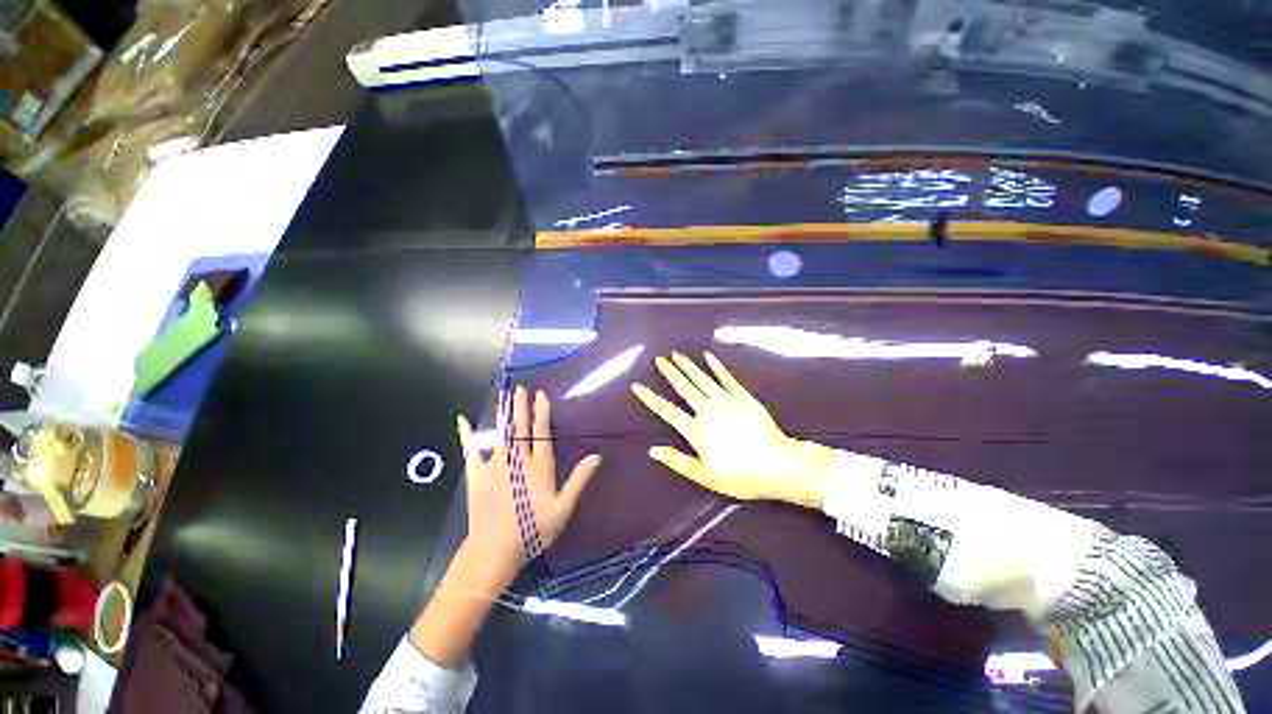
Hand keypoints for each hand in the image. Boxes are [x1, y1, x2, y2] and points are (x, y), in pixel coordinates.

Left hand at [457, 386, 601, 592]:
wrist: (495, 549)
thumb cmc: (533, 529)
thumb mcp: (563, 507)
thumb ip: (579, 479)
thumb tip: (596, 456)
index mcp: (538, 465)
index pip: (541, 432)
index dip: (541, 412)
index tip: (540, 395)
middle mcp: (516, 459)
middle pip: (519, 427)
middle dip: (520, 407)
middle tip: (519, 389)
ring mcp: (494, 465)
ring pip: (499, 433)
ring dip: (502, 414)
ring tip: (502, 397)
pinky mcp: (476, 475)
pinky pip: (471, 451)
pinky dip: (467, 435)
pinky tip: (463, 421)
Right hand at [631, 352, 831, 508]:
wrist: (777, 465)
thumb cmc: (739, 475)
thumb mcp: (705, 476)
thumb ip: (678, 461)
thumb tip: (653, 450)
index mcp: (696, 431)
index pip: (667, 411)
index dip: (651, 398)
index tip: (637, 386)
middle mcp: (707, 411)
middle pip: (684, 388)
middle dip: (670, 373)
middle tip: (659, 359)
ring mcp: (725, 401)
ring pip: (702, 379)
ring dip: (688, 366)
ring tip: (676, 354)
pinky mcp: (742, 396)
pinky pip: (726, 378)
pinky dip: (716, 366)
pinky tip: (708, 356)